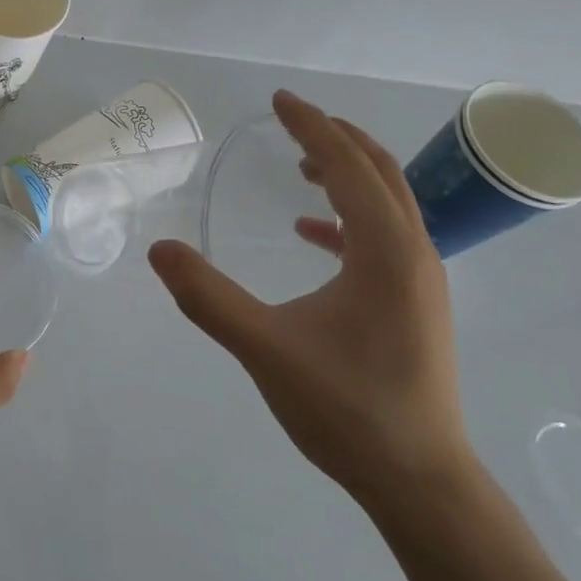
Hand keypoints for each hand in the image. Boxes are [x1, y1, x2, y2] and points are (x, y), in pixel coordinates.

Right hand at [148, 91, 468, 510]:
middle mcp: (414, 253)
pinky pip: (383, 238)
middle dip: (336, 138)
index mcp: (386, 250)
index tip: (280, 99)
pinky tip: (312, 234)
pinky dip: (348, 220)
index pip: (348, 166)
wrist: (420, 481)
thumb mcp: (266, 348)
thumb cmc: (346, 409)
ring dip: (347, 174)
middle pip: (380, 172)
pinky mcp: (414, 304)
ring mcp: (420, 280)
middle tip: (292, 120)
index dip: (312, 126)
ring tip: (302, 165)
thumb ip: (208, 297)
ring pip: (388, 203)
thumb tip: (160, 249)